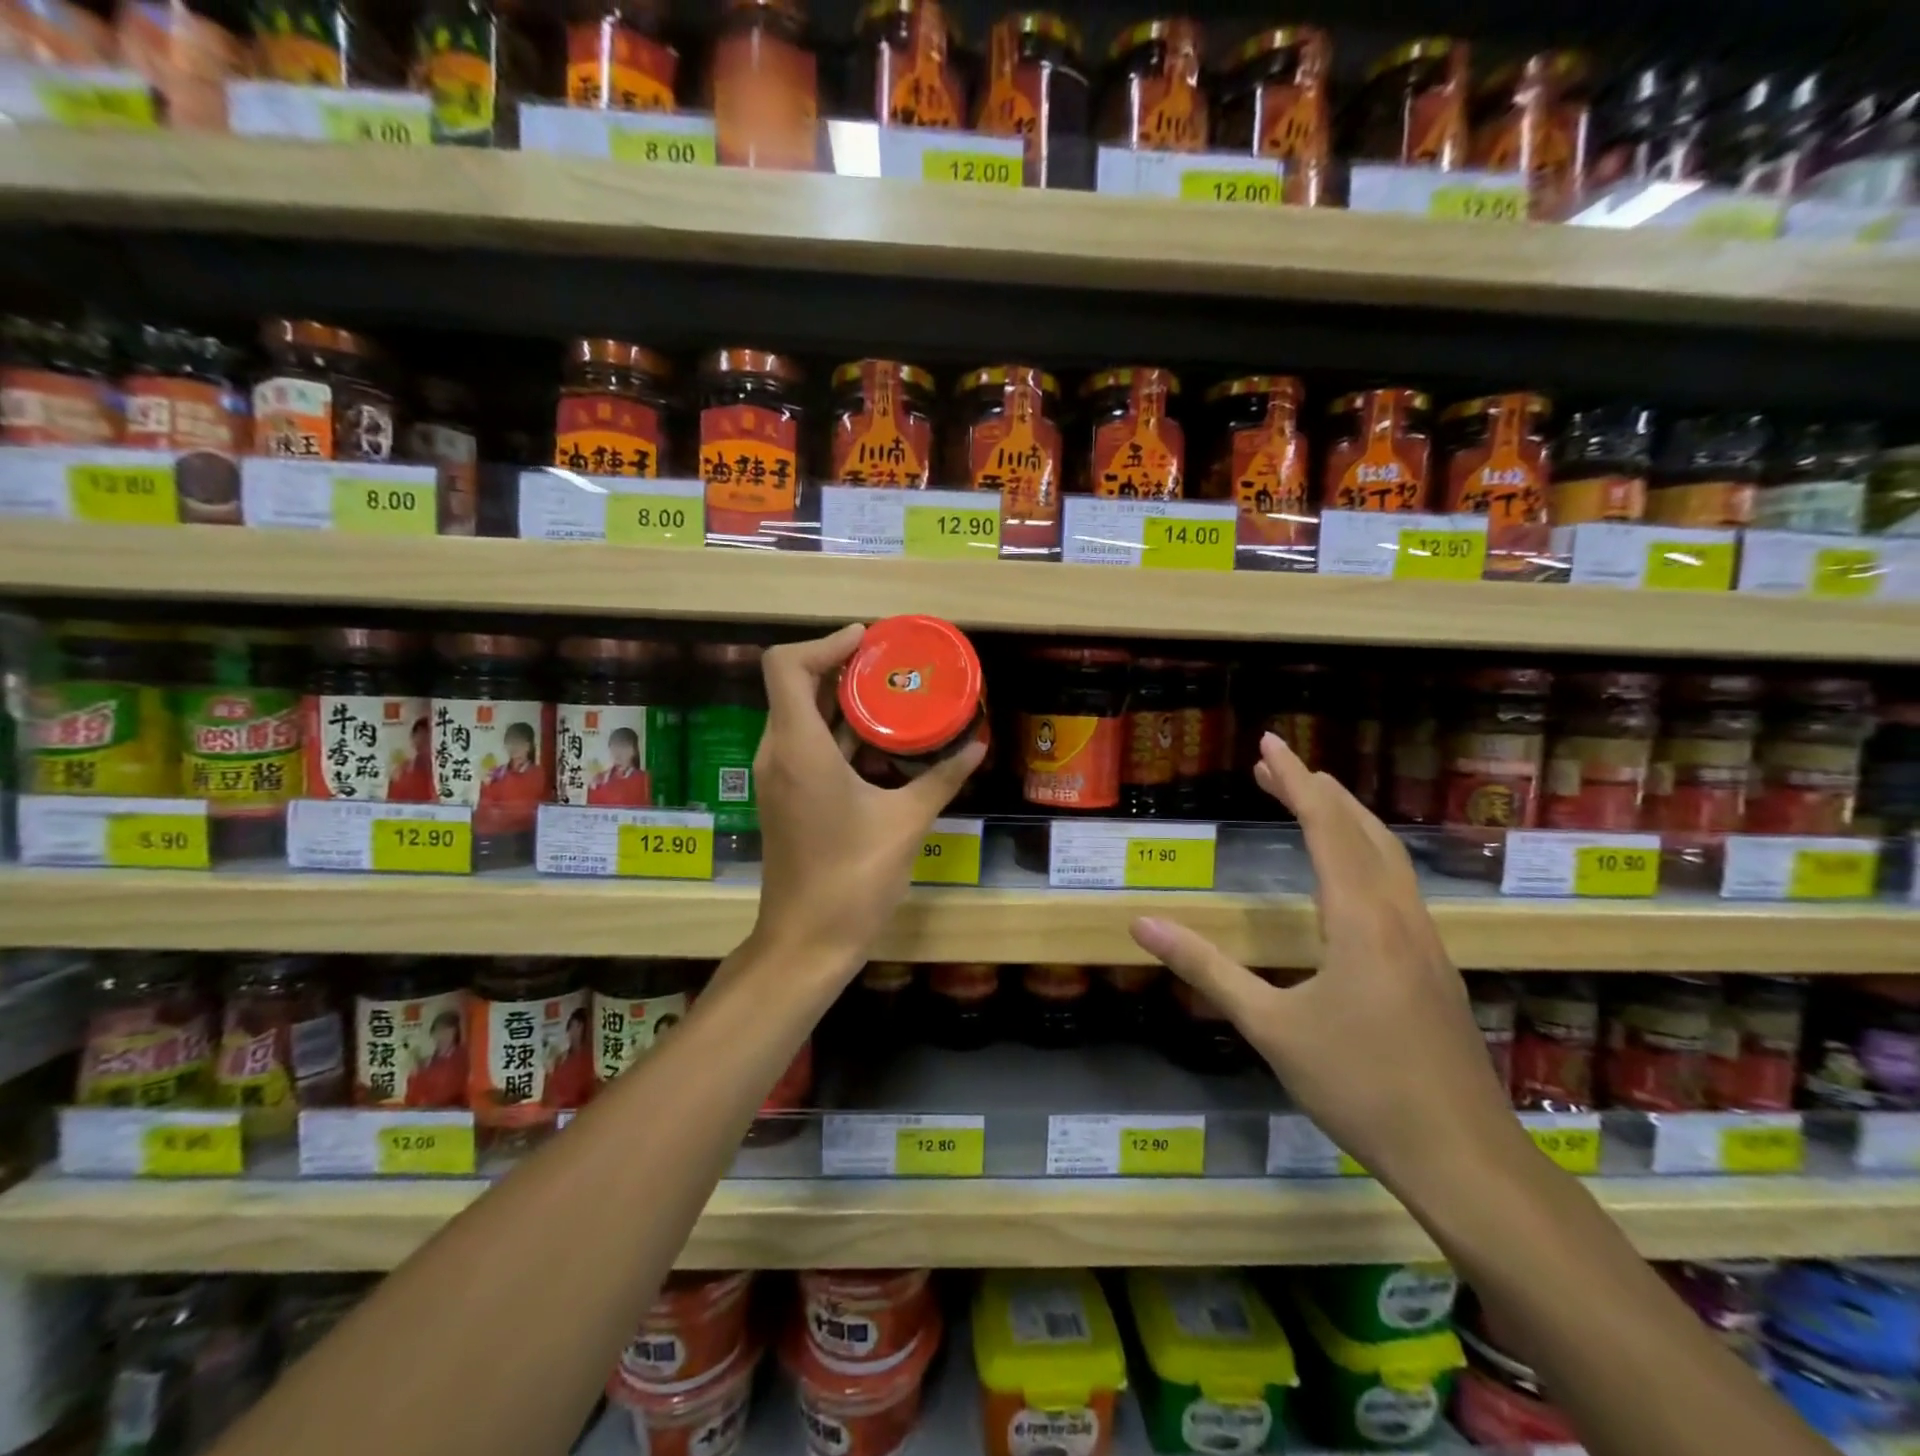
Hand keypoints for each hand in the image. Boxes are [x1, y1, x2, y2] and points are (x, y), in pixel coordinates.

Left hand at [751, 625, 986, 972]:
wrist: (807, 941)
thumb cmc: (854, 878)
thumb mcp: (907, 822)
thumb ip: (942, 778)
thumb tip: (978, 745)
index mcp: (800, 749)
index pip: (787, 666)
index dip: (824, 643)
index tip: (868, 642)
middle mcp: (779, 753)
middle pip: (794, 685)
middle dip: (840, 666)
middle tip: (890, 663)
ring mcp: (778, 777)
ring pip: (800, 716)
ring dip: (840, 700)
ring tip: (892, 693)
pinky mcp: (786, 797)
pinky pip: (806, 745)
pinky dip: (838, 732)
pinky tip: (882, 741)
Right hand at [1130, 733, 1521, 1190]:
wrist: (1463, 1158)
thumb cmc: (1360, 1087)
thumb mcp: (1271, 1027)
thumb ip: (1206, 969)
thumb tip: (1141, 924)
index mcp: (1361, 919)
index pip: (1325, 827)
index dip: (1294, 781)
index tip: (1268, 743)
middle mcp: (1398, 916)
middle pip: (1361, 830)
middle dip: (1316, 790)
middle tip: (1273, 765)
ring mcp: (1425, 940)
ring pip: (1387, 855)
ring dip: (1345, 818)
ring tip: (1308, 800)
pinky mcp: (1433, 965)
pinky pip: (1397, 883)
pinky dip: (1364, 852)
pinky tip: (1348, 874)